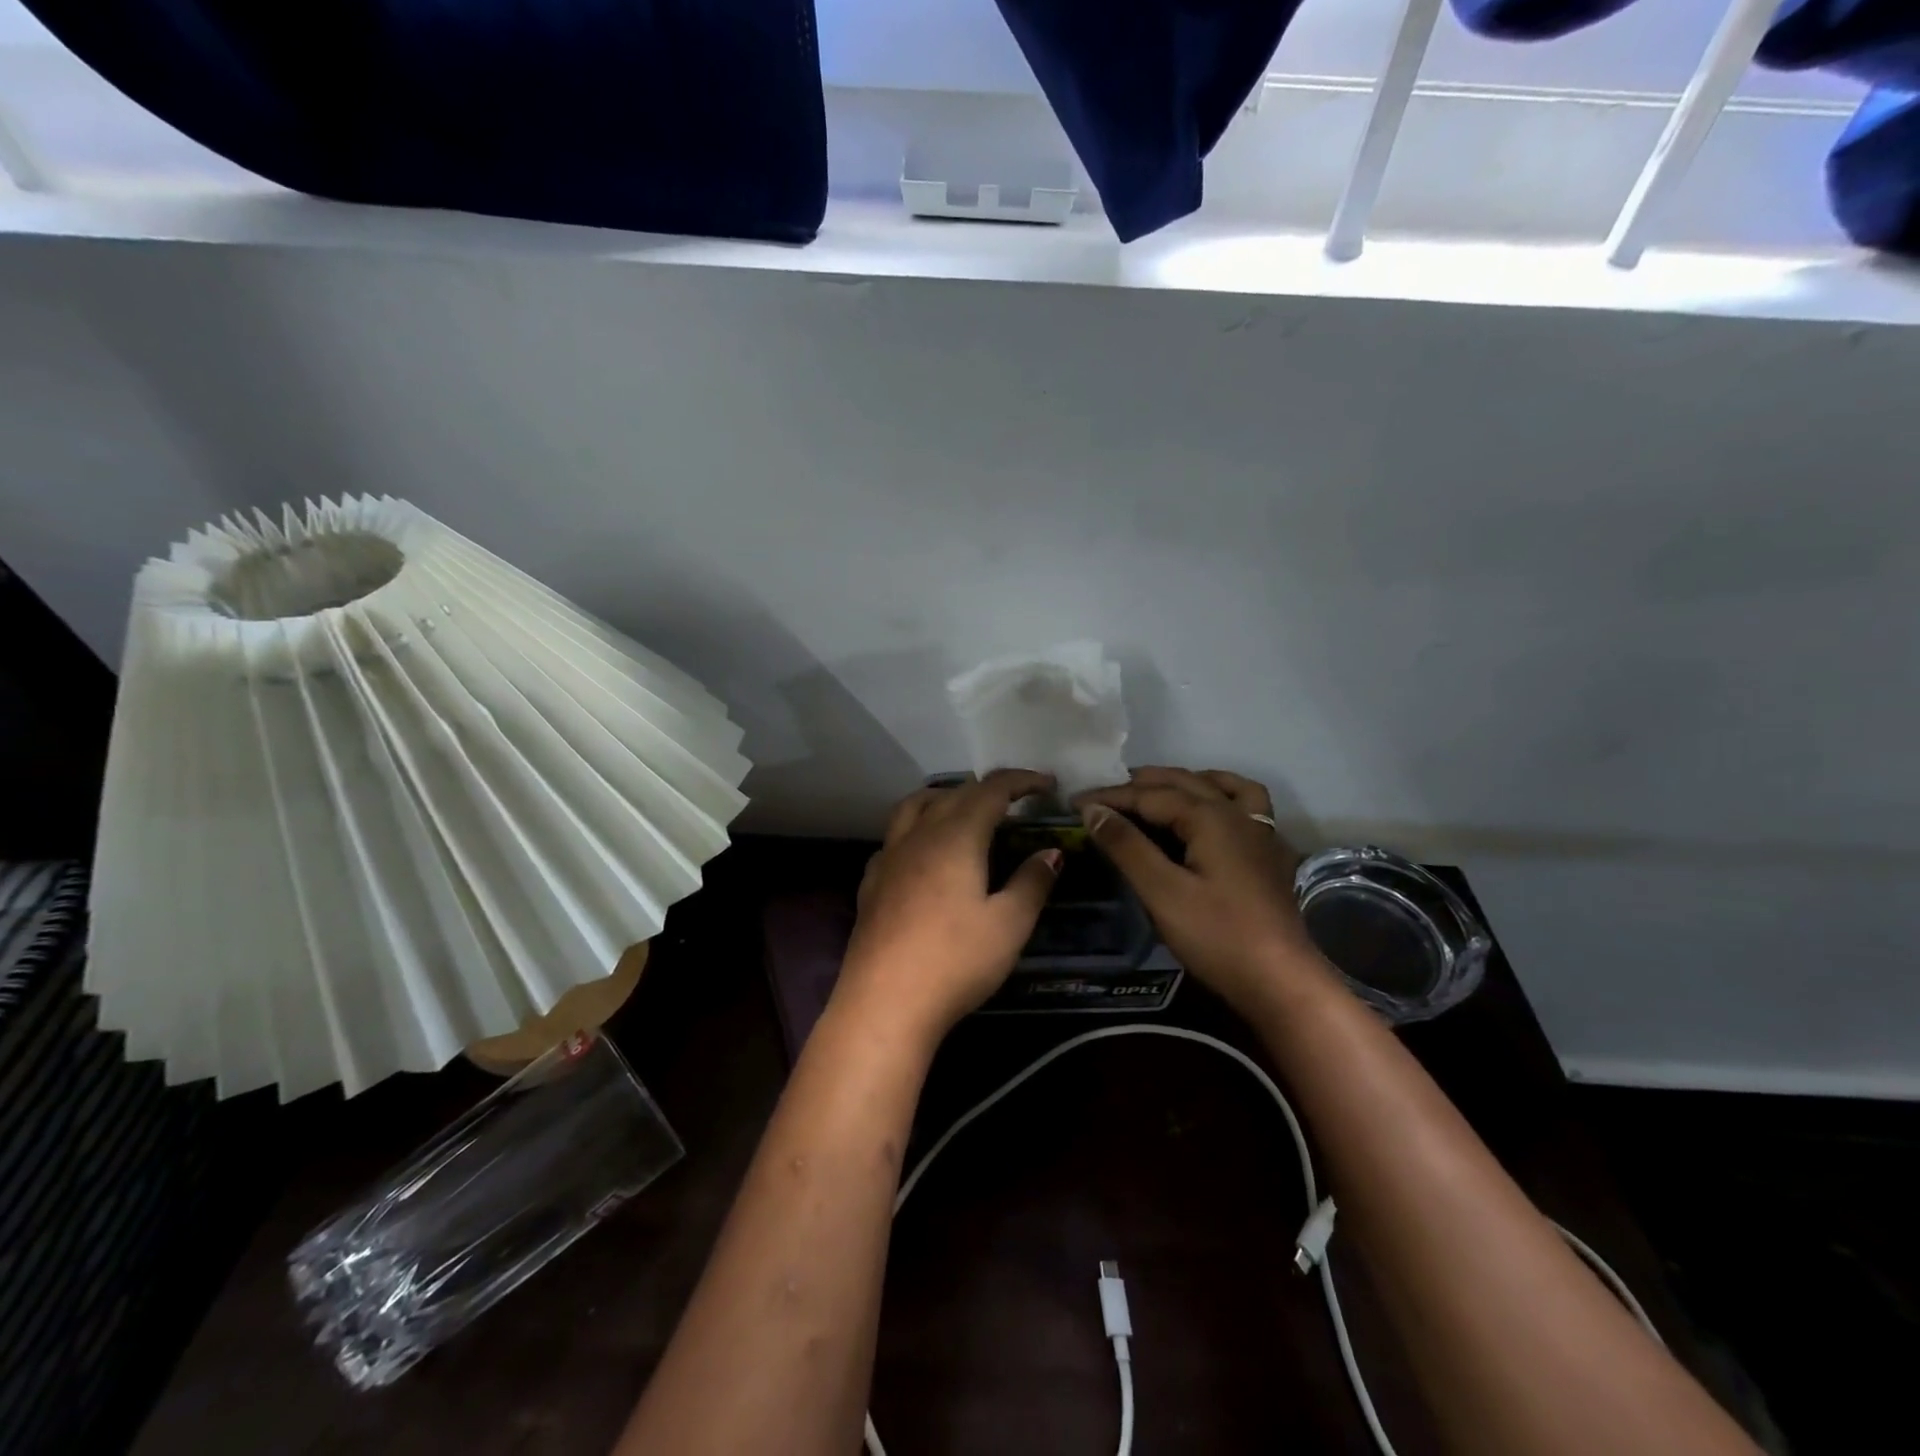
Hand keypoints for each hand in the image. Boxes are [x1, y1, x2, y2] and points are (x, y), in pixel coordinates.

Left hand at [835, 770, 1061, 1045]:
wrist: (884, 1001)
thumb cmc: (955, 961)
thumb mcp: (1009, 925)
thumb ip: (1032, 883)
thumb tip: (1051, 852)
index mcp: (956, 836)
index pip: (991, 790)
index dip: (1021, 781)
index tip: (1047, 784)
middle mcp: (919, 835)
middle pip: (954, 794)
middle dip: (988, 789)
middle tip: (1016, 801)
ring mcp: (889, 857)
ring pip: (915, 806)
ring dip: (944, 798)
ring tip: (964, 809)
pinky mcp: (871, 882)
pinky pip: (895, 836)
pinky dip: (917, 828)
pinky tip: (923, 853)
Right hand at [1074, 767, 1330, 1016]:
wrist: (1282, 982)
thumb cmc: (1217, 936)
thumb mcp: (1162, 892)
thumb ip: (1127, 846)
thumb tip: (1093, 809)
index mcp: (1210, 817)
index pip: (1149, 795)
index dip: (1110, 797)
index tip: (1074, 802)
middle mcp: (1236, 813)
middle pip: (1182, 783)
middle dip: (1138, 784)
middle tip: (1102, 795)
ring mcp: (1258, 831)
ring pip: (1216, 786)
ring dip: (1180, 782)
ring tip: (1150, 791)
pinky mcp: (1267, 853)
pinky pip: (1244, 803)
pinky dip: (1219, 794)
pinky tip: (1206, 810)